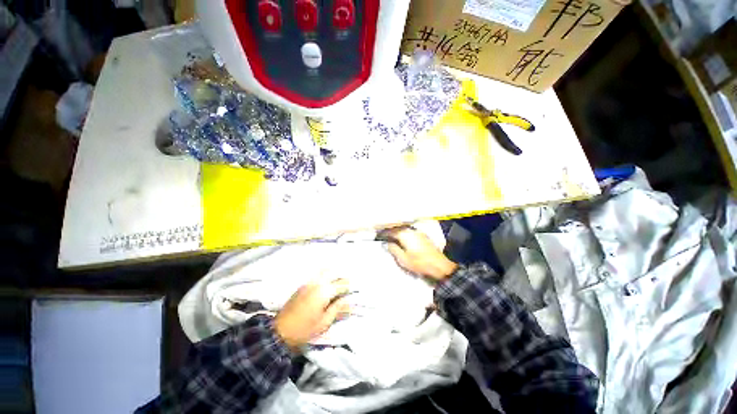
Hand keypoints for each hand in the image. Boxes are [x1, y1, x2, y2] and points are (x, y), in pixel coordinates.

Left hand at [274, 279, 349, 350]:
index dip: (349, 287)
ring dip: (333, 273)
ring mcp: (309, 282)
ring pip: (325, 271)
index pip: (342, 284)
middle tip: (347, 285)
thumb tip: (351, 303)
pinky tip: (327, 282)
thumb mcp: (324, 322)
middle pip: (334, 273)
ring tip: (338, 281)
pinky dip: (325, 274)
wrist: (280, 331)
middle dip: (342, 277)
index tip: (354, 290)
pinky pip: (317, 275)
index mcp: (324, 291)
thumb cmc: (305, 329)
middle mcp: (317, 283)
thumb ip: (338, 309)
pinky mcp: (303, 285)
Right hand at [386, 228, 457, 281]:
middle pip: (398, 227)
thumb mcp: (403, 259)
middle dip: (390, 229)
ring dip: (397, 231)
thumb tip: (388, 243)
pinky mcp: (423, 236)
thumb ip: (394, 249)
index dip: (384, 232)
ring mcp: (418, 233)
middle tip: (384, 233)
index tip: (378, 234)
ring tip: (391, 236)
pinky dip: (403, 233)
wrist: (439, 265)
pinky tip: (402, 238)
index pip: (392, 230)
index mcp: (405, 235)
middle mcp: (412, 231)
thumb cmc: (420, 263)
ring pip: (404, 229)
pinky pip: (410, 231)